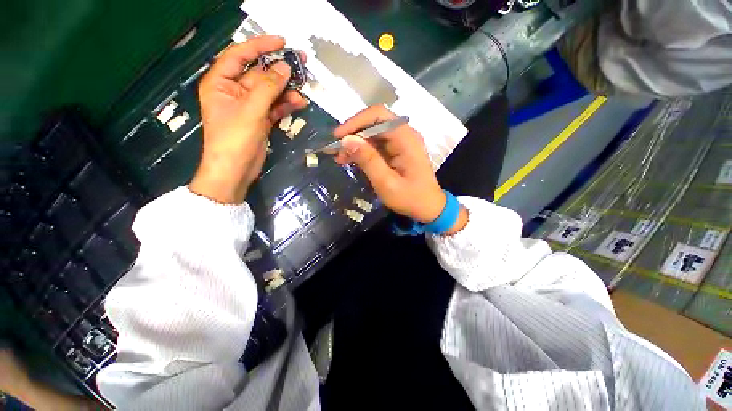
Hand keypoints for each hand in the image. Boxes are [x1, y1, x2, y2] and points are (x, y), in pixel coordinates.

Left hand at [189, 36, 308, 203]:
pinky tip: (300, 103)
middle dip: (280, 70)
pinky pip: (275, 107)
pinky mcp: (260, 119)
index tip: (281, 42)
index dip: (260, 46)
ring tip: (304, 87)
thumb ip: (268, 87)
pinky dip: (287, 105)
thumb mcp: (251, 110)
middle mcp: (234, 91)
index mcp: (221, 82)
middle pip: (259, 74)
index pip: (239, 55)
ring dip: (287, 90)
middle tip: (302, 62)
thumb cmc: (234, 139)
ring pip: (271, 91)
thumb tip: (284, 68)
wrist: (236, 170)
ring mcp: (249, 106)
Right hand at [334, 105, 466, 232]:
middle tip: (336, 150)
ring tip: (340, 158)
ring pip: (373, 134)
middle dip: (353, 134)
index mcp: (406, 138)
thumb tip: (346, 140)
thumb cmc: (410, 198)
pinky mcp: (398, 151)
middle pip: (374, 122)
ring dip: (356, 143)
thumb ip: (368, 160)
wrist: (429, 208)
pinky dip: (363, 150)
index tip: (337, 137)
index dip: (355, 122)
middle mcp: (404, 134)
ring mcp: (402, 142)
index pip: (377, 116)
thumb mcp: (386, 183)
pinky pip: (377, 144)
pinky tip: (352, 160)